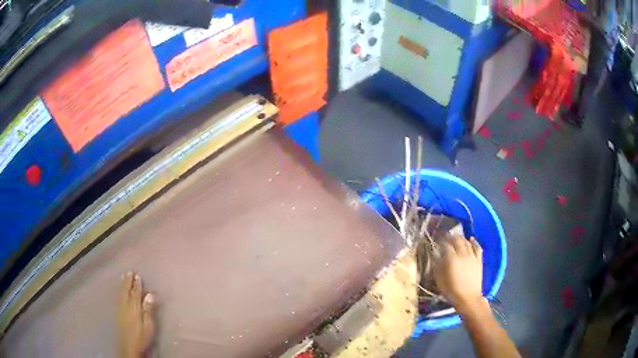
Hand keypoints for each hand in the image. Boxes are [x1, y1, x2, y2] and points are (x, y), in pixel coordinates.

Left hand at [119, 272, 155, 357]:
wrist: (128, 346)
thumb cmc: (141, 337)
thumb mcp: (148, 325)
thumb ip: (148, 310)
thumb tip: (150, 294)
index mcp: (135, 308)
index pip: (136, 294)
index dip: (137, 285)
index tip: (138, 276)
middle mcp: (126, 306)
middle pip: (127, 291)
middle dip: (128, 282)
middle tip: (129, 272)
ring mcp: (121, 310)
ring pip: (121, 294)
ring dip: (122, 285)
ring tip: (123, 276)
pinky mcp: (118, 314)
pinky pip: (118, 298)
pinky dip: (119, 292)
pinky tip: (119, 291)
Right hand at [434, 235, 483, 312]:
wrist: (468, 298)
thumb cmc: (452, 292)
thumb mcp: (440, 281)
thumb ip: (437, 266)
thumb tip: (435, 256)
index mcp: (451, 260)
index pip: (446, 245)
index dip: (441, 242)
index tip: (437, 242)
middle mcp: (462, 255)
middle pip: (457, 240)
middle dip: (451, 237)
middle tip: (446, 237)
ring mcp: (472, 257)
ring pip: (466, 242)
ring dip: (461, 238)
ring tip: (456, 238)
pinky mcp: (479, 260)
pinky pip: (477, 247)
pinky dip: (474, 242)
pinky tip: (471, 239)